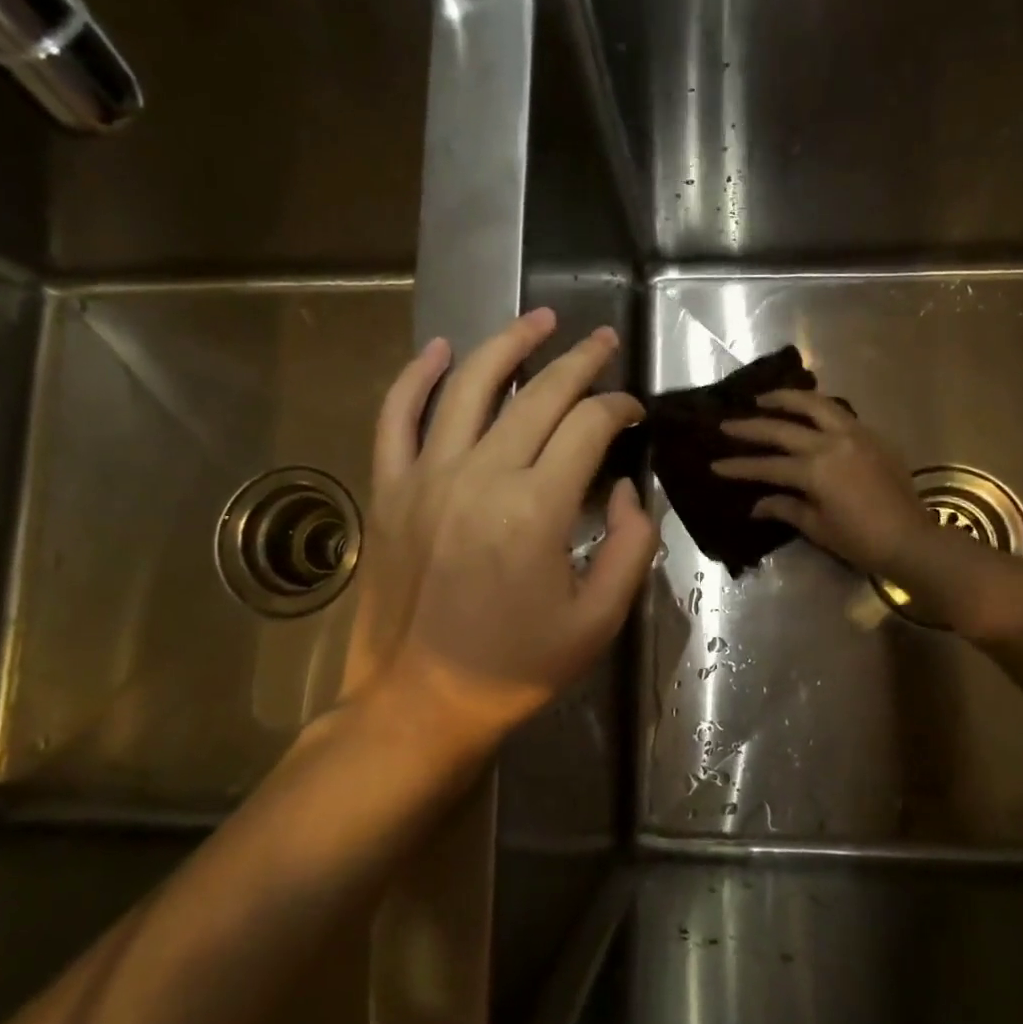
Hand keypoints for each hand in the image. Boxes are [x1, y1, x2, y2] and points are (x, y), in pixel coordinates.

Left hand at [337, 309, 656, 759]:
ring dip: (507, 344)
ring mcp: (424, 477)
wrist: (420, 703)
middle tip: (603, 341)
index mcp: (536, 509)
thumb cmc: (516, 667)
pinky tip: (438, 349)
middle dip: (579, 361)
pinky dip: (414, 376)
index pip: (588, 426)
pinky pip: (395, 416)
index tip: (635, 413)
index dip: (620, 409)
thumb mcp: (599, 620)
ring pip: (467, 385)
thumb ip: (630, 545)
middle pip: (537, 393)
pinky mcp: (387, 489)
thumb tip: (621, 486)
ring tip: (538, 320)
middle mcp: (479, 476)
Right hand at [712, 391, 930, 578]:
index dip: (739, 466)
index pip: (767, 465)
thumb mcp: (817, 527)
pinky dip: (816, 408)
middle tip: (726, 423)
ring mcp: (854, 434)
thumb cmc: (860, 540)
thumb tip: (757, 504)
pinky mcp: (871, 436)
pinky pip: (838, 412)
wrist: (911, 539)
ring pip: (814, 405)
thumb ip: (785, 508)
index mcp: (815, 470)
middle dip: (751, 426)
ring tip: (764, 399)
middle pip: (783, 428)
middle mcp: (831, 443)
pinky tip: (804, 411)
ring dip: (786, 399)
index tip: (714, 465)